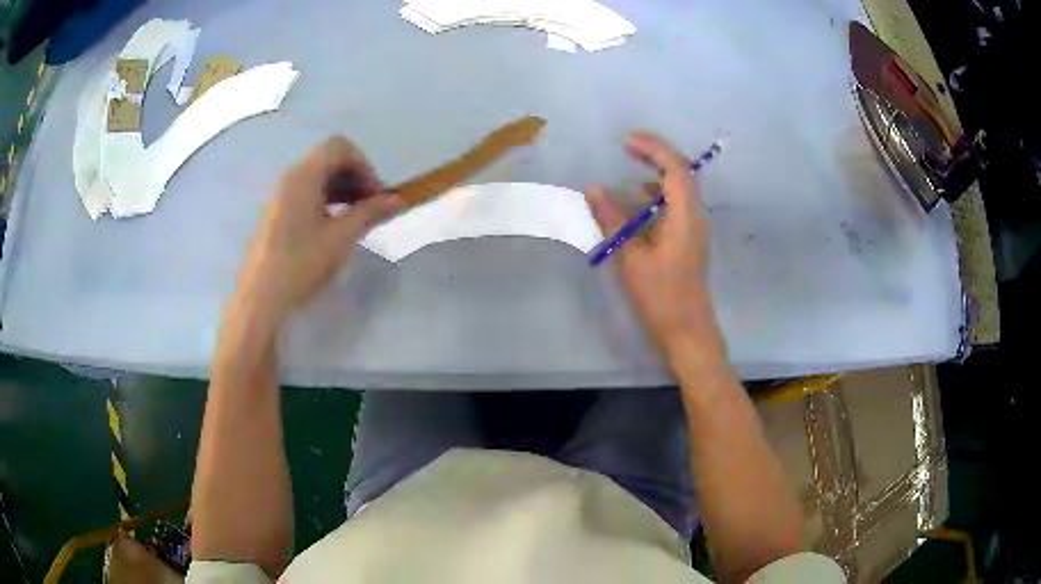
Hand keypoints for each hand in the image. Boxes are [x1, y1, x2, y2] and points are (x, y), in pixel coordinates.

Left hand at [235, 136, 400, 321]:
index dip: (364, 165)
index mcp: (304, 175)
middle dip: (355, 177)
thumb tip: (396, 199)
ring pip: (318, 177)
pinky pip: (306, 193)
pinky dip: (327, 200)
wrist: (261, 297)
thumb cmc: (301, 263)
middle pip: (329, 159)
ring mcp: (281, 195)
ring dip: (342, 190)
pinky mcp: (277, 212)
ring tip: (356, 219)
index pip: (340, 147)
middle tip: (371, 207)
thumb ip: (369, 213)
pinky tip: (334, 227)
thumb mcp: (340, 238)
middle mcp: (291, 177)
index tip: (375, 195)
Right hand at [584, 132, 715, 352]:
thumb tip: (594, 189)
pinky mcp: (690, 239)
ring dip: (658, 172)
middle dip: (656, 154)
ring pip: (681, 188)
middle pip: (682, 173)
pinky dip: (658, 193)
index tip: (627, 140)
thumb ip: (613, 220)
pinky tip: (639, 201)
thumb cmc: (661, 296)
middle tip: (628, 146)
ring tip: (631, 165)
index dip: (653, 148)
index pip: (675, 168)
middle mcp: (696, 215)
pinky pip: (677, 204)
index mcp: (686, 215)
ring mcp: (695, 227)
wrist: (688, 330)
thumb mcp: (632, 258)